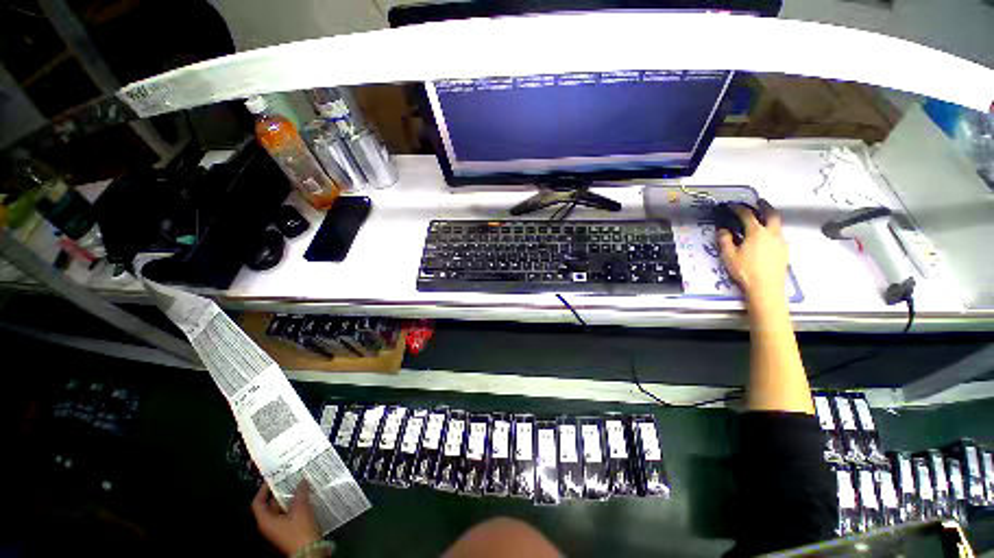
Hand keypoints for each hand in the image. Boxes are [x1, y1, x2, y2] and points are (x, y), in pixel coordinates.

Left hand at [252, 481, 321, 555]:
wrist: (310, 552)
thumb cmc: (300, 530)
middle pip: (270, 505)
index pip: (257, 503)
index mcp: (266, 520)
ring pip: (282, 509)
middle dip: (280, 492)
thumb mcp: (301, 509)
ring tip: (301, 485)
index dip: (263, 490)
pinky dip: (296, 504)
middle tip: (291, 478)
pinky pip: (289, 514)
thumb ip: (300, 493)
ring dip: (290, 497)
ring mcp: (280, 529)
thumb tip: (301, 480)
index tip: (273, 478)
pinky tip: (307, 497)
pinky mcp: (290, 531)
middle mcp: (269, 525)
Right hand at [717, 200, 788, 305]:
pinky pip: (779, 236)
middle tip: (758, 202)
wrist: (766, 287)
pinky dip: (772, 231)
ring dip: (770, 219)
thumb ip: (725, 240)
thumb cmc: (745, 270)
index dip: (739, 208)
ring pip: (777, 225)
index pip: (747, 215)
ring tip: (762, 220)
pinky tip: (766, 239)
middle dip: (764, 206)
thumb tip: (723, 229)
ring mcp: (781, 242)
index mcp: (757, 232)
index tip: (732, 205)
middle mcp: (772, 233)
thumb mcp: (729, 255)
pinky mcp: (785, 251)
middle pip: (771, 214)